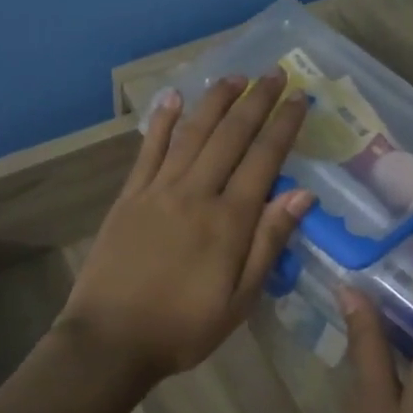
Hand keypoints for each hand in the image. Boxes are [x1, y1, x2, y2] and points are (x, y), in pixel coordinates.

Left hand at [58, 75, 313, 383]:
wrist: (111, 339)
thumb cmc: (183, 327)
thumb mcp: (240, 300)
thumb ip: (268, 243)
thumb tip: (302, 194)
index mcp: (228, 220)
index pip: (264, 159)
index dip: (283, 125)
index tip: (299, 97)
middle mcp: (195, 193)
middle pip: (230, 136)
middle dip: (255, 101)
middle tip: (274, 72)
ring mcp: (158, 191)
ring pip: (192, 134)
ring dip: (214, 102)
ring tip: (233, 77)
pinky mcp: (129, 197)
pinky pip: (149, 150)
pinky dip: (162, 122)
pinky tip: (172, 98)